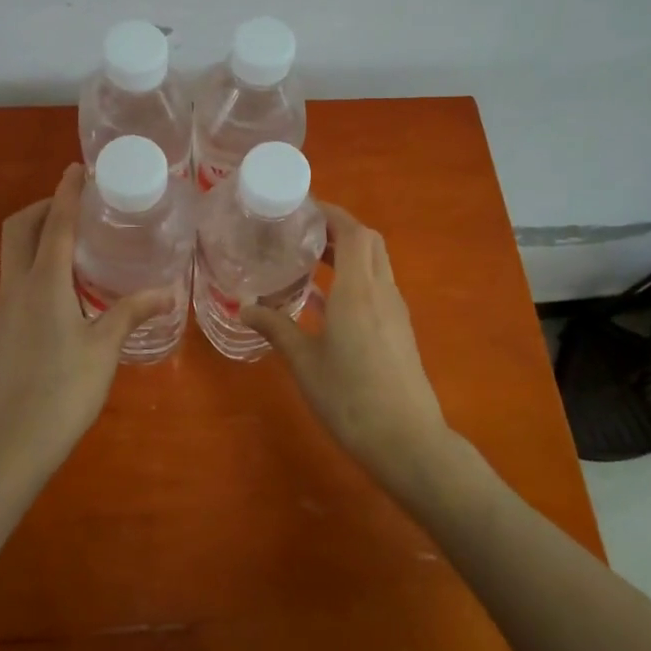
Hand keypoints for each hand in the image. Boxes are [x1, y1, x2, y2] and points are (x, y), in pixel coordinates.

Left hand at [0, 165, 172, 478]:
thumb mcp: (103, 349)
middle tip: (77, 206)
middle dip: (44, 207)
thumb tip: (166, 291)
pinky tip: (64, 286)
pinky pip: (15, 277)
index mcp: (43, 283)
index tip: (79, 168)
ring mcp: (3, 308)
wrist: (7, 445)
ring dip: (38, 234)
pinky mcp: (1, 328)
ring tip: (76, 240)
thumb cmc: (61, 392)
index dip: (68, 192)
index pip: (57, 224)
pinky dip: (35, 262)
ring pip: (13, 252)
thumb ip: (130, 313)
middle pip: (19, 228)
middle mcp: (16, 286)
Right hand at [241, 203, 452, 483]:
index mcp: (357, 290)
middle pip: (368, 241)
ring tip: (309, 260)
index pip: (352, 231)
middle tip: (302, 233)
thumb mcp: (304, 362)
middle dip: (339, 228)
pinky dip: (354, 278)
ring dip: (348, 253)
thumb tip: (244, 308)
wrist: (406, 441)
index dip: (330, 213)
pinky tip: (325, 302)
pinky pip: (377, 287)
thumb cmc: (350, 397)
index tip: (302, 208)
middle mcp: (381, 291)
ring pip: (376, 264)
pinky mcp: (399, 330)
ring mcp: (395, 311)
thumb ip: (275, 328)